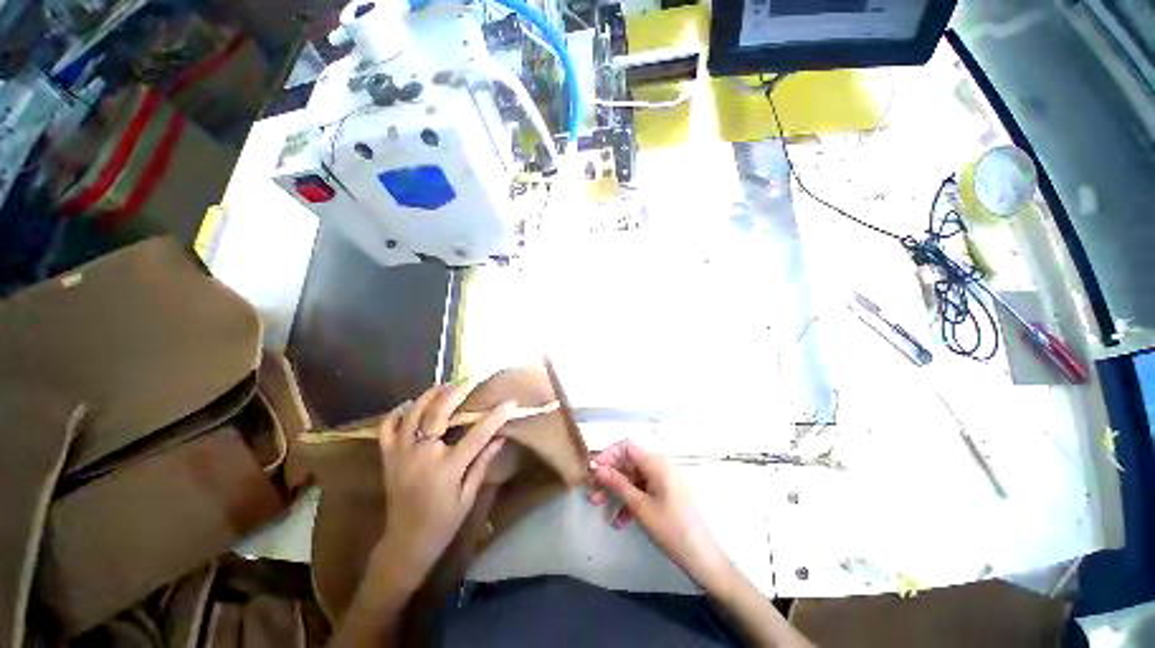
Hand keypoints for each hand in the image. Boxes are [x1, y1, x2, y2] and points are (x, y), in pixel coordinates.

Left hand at [372, 384, 515, 591]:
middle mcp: (422, 455)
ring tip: (444, 386)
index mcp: (447, 468)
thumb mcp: (468, 497)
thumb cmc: (443, 523)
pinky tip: (410, 405)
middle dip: (455, 393)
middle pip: (438, 413)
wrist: (404, 544)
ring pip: (412, 413)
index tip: (510, 402)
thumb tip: (501, 437)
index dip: (495, 416)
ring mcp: (401, 454)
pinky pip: (388, 427)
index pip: (477, 434)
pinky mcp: (388, 457)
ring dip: (429, 396)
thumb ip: (482, 463)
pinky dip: (398, 413)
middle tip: (469, 382)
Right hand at [590, 440, 734, 592]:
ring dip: (617, 490)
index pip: (627, 446)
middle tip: (593, 491)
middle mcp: (660, 467)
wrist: (704, 558)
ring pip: (634, 478)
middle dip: (609, 476)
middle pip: (629, 462)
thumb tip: (597, 468)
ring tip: (600, 506)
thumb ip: (617, 484)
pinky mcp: (666, 495)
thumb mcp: (640, 506)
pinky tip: (620, 521)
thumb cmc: (672, 529)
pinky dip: (630, 501)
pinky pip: (643, 490)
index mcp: (657, 463)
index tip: (594, 470)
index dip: (608, 454)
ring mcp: (664, 481)